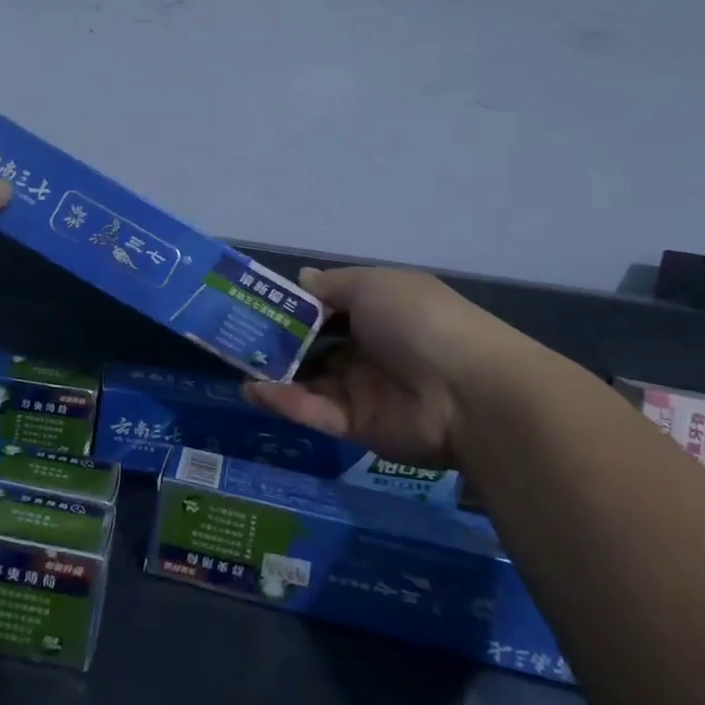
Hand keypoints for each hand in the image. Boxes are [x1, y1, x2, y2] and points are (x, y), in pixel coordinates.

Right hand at [243, 267, 521, 466]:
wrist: (467, 390)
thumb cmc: (417, 320)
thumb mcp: (373, 285)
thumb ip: (331, 286)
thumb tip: (301, 277)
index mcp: (378, 311)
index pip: (328, 308)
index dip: (295, 306)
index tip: (258, 304)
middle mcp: (369, 348)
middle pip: (315, 346)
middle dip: (279, 342)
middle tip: (237, 338)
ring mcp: (363, 389)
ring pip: (310, 381)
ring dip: (275, 374)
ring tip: (237, 367)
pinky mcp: (359, 426)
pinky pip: (316, 412)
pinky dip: (285, 402)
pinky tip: (254, 391)